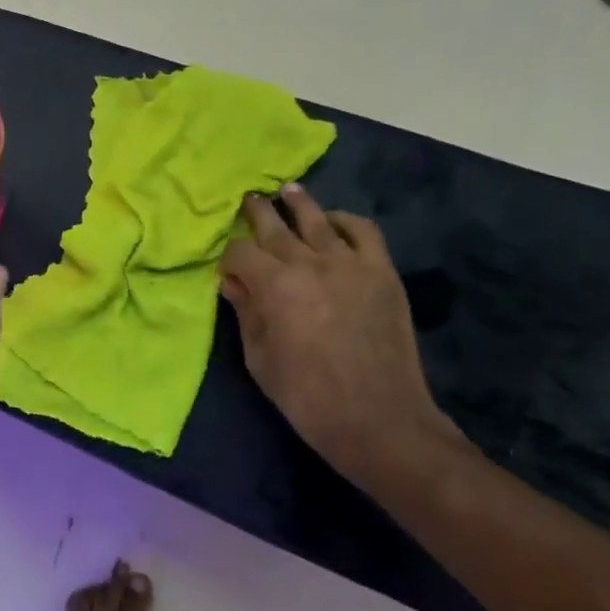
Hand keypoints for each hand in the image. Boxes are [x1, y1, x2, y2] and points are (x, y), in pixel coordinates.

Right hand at [219, 184, 452, 470]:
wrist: (379, 419)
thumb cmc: (306, 397)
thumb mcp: (259, 358)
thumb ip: (246, 313)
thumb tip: (233, 282)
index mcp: (274, 286)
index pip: (241, 253)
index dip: (228, 258)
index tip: (227, 270)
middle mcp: (310, 264)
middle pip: (275, 226)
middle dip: (257, 212)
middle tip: (248, 199)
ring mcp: (351, 265)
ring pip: (318, 219)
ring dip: (298, 203)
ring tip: (287, 190)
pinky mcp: (382, 273)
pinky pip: (363, 232)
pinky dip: (345, 221)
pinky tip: (333, 222)